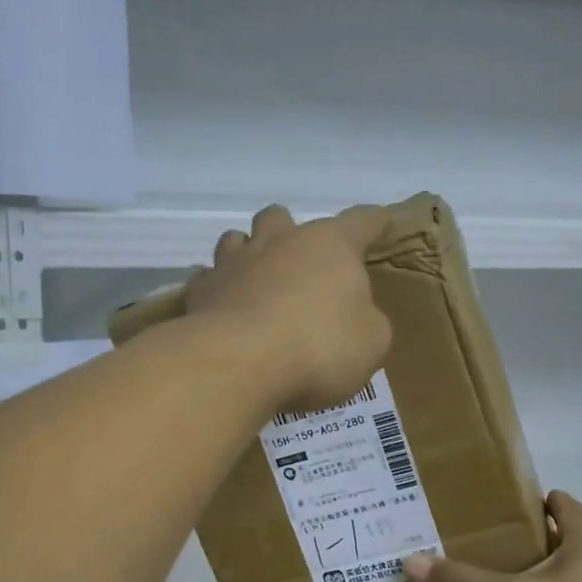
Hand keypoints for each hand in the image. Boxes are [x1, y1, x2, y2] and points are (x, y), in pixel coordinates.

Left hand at [185, 204, 393, 410]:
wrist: (239, 363)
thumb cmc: (319, 347)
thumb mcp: (371, 342)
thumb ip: (367, 321)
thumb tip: (354, 317)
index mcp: (330, 245)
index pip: (361, 221)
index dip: (375, 222)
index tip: (382, 222)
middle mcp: (279, 241)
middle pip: (281, 217)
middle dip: (290, 233)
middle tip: (300, 264)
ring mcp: (233, 263)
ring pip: (236, 239)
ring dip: (247, 254)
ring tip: (255, 281)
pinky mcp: (200, 291)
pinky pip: (207, 280)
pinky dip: (217, 291)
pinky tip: (224, 311)